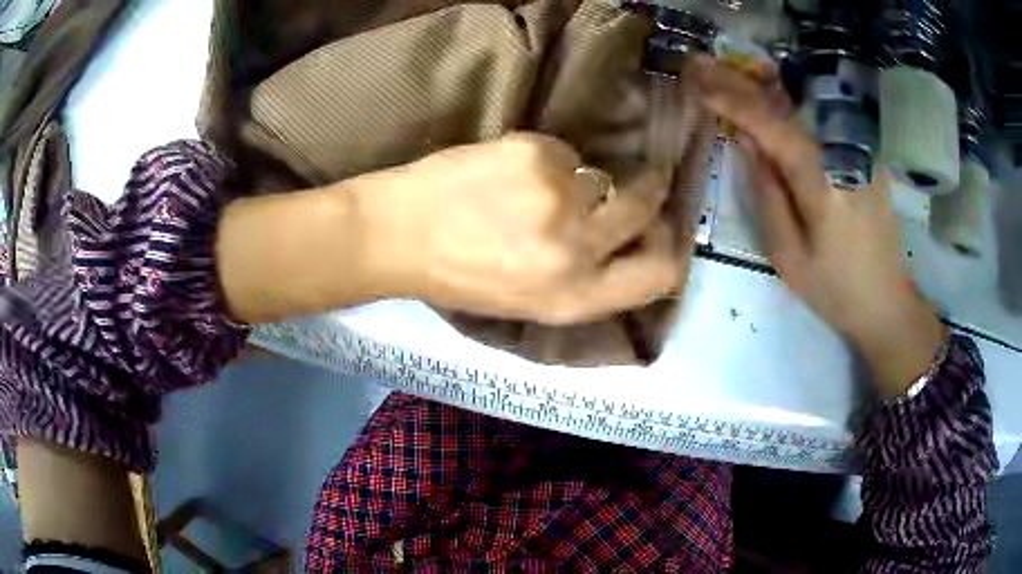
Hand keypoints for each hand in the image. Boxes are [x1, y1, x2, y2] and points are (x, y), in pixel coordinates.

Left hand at [353, 133, 684, 324]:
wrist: (399, 233)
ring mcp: (558, 195)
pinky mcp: (535, 152)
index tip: (664, 231)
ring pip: (600, 175)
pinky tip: (508, 174)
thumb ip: (590, 280)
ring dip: (580, 181)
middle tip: (640, 181)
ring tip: (532, 191)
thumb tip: (636, 242)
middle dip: (648, 191)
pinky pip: (564, 152)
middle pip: (645, 208)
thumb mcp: (532, 302)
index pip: (660, 275)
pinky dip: (547, 161)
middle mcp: (577, 249)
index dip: (670, 251)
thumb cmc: (461, 278)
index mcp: (574, 297)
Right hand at [693, 57, 946, 394]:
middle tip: (705, 64)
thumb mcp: (788, 256)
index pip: (773, 127)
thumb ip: (767, 193)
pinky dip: (795, 103)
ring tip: (730, 68)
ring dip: (767, 85)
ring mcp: (862, 153)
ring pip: (808, 106)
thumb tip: (749, 142)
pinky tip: (774, 93)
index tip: (699, 82)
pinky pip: (825, 120)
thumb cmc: (833, 289)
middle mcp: (845, 157)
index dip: (734, 101)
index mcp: (823, 185)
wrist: (886, 302)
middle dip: (743, 82)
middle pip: (789, 106)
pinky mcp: (868, 157)